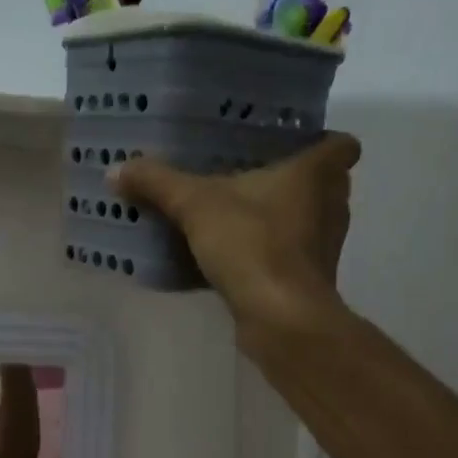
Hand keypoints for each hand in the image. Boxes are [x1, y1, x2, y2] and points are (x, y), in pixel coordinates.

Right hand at [110, 133, 361, 328]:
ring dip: (283, 217)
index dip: (323, 141)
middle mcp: (331, 205)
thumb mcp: (195, 205)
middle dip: (296, 180)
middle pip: (326, 182)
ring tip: (240, 215)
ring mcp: (325, 246)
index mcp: (316, 174)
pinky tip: (236, 256)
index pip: (342, 145)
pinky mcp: (310, 279)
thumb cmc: (251, 244)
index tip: (293, 143)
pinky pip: (292, 255)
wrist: (279, 316)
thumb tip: (116, 169)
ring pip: (310, 219)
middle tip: (254, 175)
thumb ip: (157, 183)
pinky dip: (272, 252)